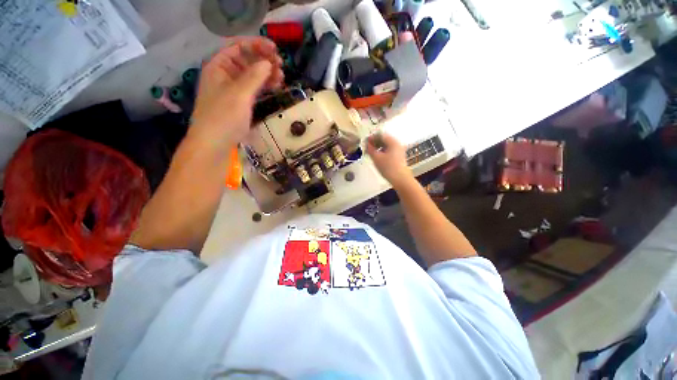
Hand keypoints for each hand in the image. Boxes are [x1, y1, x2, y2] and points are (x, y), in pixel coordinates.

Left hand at [188, 37, 283, 149]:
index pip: (238, 47)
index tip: (275, 49)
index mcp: (218, 67)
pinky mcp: (240, 103)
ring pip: (252, 75)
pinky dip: (264, 86)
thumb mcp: (239, 94)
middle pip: (246, 60)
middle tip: (281, 66)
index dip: (256, 45)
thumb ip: (254, 77)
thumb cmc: (223, 117)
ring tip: (282, 77)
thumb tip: (268, 63)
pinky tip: (275, 86)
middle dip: (264, 61)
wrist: (214, 144)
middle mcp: (225, 75)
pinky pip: (254, 89)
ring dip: (267, 74)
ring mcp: (233, 90)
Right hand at [366, 132, 412, 188]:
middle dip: (375, 142)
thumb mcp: (377, 158)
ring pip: (387, 145)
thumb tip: (367, 144)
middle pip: (384, 139)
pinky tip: (378, 157)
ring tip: (371, 152)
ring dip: (378, 147)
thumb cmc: (388, 167)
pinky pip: (389, 150)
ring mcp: (399, 150)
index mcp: (393, 142)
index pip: (381, 135)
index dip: (372, 137)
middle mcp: (397, 144)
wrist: (400, 179)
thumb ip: (370, 149)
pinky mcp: (399, 157)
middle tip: (367, 147)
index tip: (365, 141)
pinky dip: (382, 151)